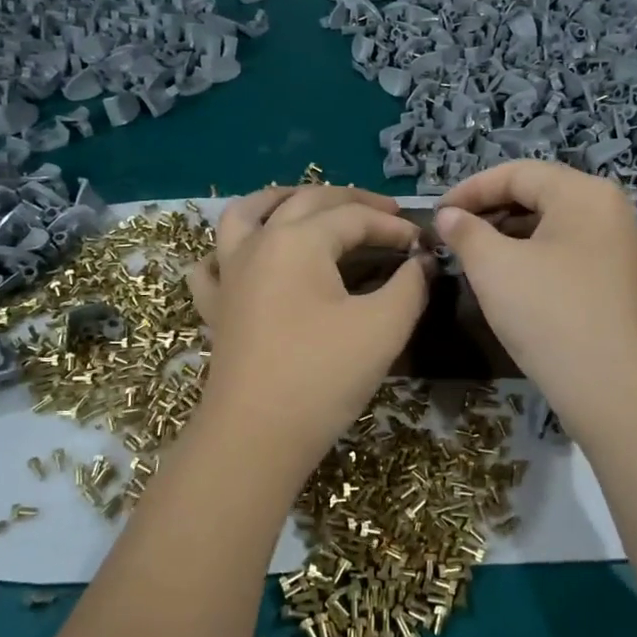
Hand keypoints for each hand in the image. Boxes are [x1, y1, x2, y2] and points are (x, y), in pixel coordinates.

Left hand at [189, 185, 431, 473]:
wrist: (256, 436)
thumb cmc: (323, 375)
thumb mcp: (383, 327)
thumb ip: (410, 285)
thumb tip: (420, 262)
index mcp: (297, 240)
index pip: (354, 217)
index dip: (394, 227)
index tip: (423, 244)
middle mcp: (258, 243)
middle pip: (305, 202)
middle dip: (350, 201)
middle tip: (386, 213)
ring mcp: (229, 274)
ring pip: (246, 214)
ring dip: (280, 200)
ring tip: (304, 202)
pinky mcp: (216, 307)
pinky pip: (212, 265)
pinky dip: (226, 252)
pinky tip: (241, 257)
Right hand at [436, 161, 636, 439]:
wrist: (612, 388)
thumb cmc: (549, 314)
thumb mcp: (494, 267)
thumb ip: (466, 232)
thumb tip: (448, 216)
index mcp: (584, 193)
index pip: (518, 173)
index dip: (471, 189)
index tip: (437, 213)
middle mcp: (609, 210)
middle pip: (538, 195)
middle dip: (490, 211)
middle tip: (453, 235)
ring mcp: (619, 246)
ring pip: (552, 226)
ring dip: (509, 235)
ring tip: (474, 257)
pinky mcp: (618, 279)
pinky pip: (567, 252)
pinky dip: (533, 256)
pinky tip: (508, 279)